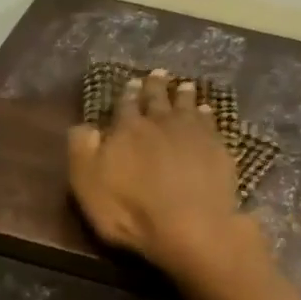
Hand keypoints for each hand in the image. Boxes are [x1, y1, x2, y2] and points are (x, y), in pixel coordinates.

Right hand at [67, 68, 257, 280]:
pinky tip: (208, 112)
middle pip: (157, 99)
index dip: (126, 94)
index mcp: (127, 130)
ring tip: (184, 85)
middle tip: (159, 73)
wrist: (190, 226)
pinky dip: (208, 114)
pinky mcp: (218, 149)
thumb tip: (82, 126)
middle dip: (156, 86)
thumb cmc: (131, 211)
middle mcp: (160, 123)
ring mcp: (193, 134)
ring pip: (187, 106)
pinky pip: (212, 124)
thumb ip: (82, 151)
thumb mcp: (88, 185)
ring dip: (184, 95)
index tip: (130, 82)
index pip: (125, 105)